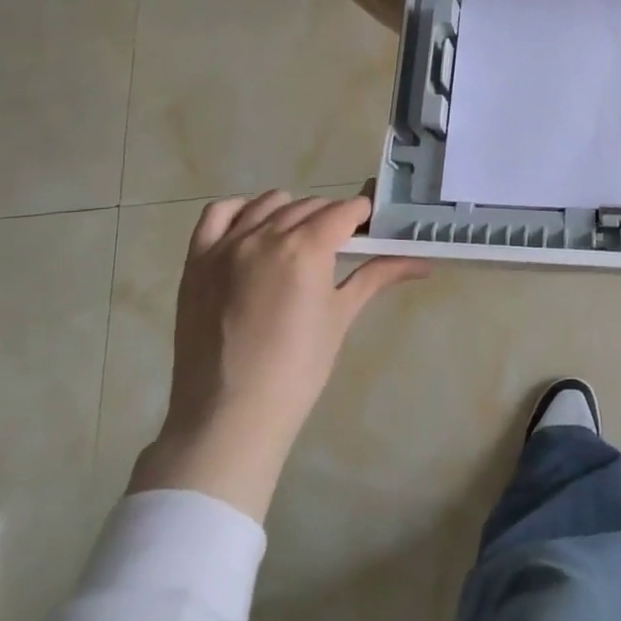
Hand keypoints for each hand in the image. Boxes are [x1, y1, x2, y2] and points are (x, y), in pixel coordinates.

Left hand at [129, 192, 428, 520]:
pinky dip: (240, 211)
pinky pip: (218, 214)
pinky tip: (254, 228)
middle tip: (343, 244)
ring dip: (292, 212)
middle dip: (332, 218)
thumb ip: (377, 277)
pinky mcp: (197, 261)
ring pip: (268, 204)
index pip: (345, 210)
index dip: (363, 216)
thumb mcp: (341, 317)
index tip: (372, 229)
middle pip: (310, 205)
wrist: (230, 416)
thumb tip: (423, 262)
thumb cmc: (298, 370)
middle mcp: (266, 235)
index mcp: (307, 248)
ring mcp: (226, 245)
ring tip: (300, 241)